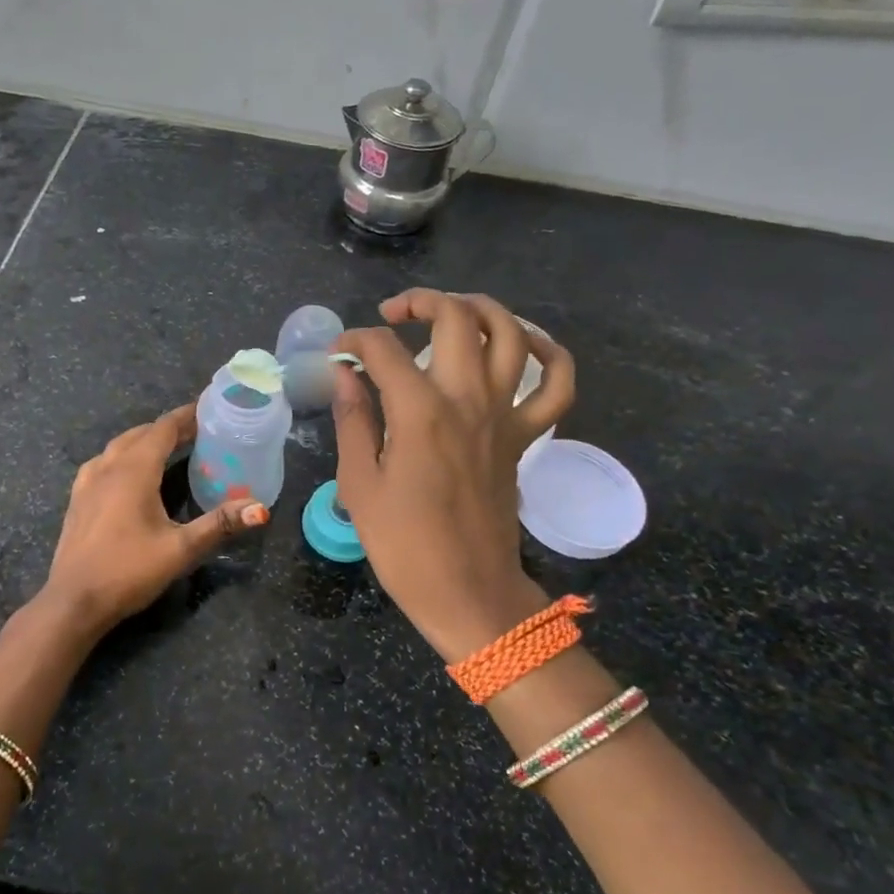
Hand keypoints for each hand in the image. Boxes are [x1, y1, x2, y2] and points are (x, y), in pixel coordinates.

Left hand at [37, 404, 268, 638]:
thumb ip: (219, 524)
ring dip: (144, 440)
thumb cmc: (128, 571)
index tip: (209, 409)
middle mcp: (108, 467)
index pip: (163, 428)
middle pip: (141, 433)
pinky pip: (103, 463)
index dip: (186, 416)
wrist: (73, 602)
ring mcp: (87, 483)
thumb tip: (260, 508)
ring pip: (119, 446)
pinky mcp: (77, 500)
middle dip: (169, 428)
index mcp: (134, 470)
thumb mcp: (180, 550)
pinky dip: (122, 456)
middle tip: (198, 432)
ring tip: (167, 448)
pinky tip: (128, 473)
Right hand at [332, 290, 575, 661]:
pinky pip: (556, 384)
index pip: (383, 349)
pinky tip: (521, 343)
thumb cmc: (403, 544)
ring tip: (450, 312)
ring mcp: (505, 415)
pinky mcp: (526, 436)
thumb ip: (353, 420)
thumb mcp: (359, 484)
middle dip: (418, 302)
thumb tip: (346, 374)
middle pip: (455, 318)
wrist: (467, 591)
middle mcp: (467, 399)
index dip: (353, 341)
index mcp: (419, 412)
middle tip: (390, 317)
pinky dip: (548, 353)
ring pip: (510, 333)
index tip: (337, 355)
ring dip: (480, 309)